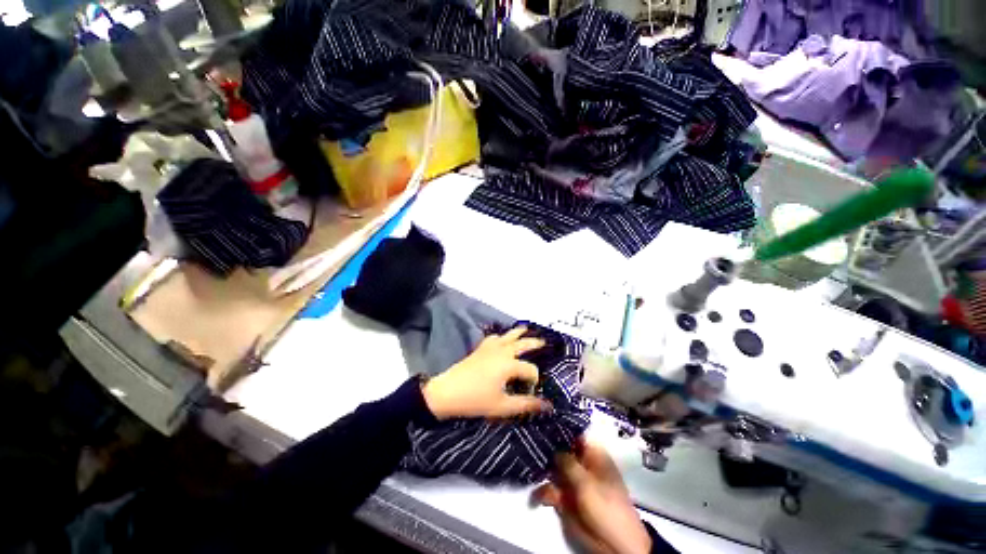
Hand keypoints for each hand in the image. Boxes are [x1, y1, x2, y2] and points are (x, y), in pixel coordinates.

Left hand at [422, 327, 550, 419]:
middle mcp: (502, 351)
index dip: (534, 380)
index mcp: (509, 364)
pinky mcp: (480, 348)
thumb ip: (526, 405)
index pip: (530, 369)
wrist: (447, 392)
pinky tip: (501, 338)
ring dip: (518, 333)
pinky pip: (494, 337)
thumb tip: (547, 405)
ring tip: (526, 329)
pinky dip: (501, 336)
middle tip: (544, 342)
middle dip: (534, 343)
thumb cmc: (475, 400)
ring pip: (507, 336)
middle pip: (522, 343)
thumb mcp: (502, 406)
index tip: (531, 391)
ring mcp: (490, 348)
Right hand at [533, 438, 651, 553]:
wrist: (614, 545)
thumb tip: (554, 447)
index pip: (575, 435)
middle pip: (561, 450)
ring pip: (553, 469)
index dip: (560, 429)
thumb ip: (568, 463)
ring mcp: (573, 482)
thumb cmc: (606, 506)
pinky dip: (544, 491)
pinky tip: (539, 496)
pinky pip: (551, 490)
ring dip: (542, 471)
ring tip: (532, 470)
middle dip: (546, 448)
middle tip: (530, 444)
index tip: (543, 423)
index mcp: (593, 455)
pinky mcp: (566, 499)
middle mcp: (582, 465)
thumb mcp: (587, 482)